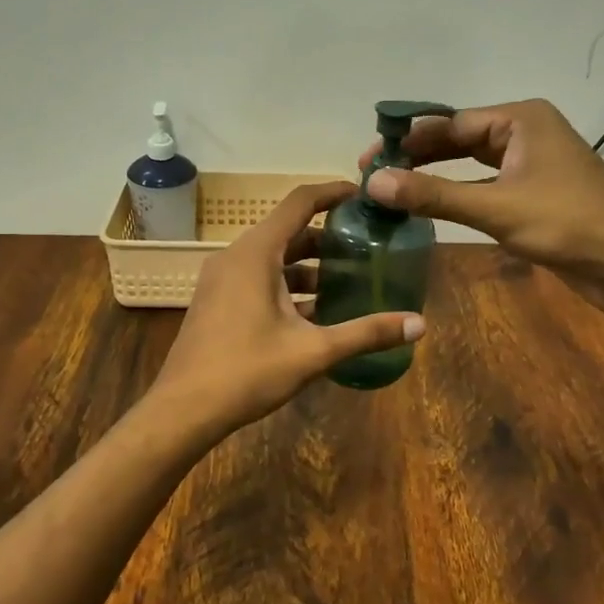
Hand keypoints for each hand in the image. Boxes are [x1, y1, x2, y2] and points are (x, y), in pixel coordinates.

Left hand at [149, 182, 424, 439]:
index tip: (364, 195)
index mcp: (256, 253)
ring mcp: (222, 279)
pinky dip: (287, 285)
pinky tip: (315, 312)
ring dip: (308, 266)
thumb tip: (420, 324)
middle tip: (367, 246)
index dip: (333, 192)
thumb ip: (366, 333)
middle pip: (288, 231)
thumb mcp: (313, 352)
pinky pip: (258, 278)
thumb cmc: (247, 372)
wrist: (183, 411)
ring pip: (273, 258)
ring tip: (349, 280)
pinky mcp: (217, 301)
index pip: (300, 202)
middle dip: (328, 237)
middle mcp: (236, 256)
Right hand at [359, 99, 603, 285]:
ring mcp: (532, 163)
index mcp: (520, 119)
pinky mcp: (535, 193)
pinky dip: (458, 194)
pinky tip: (430, 206)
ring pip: (471, 163)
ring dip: (436, 176)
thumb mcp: (496, 208)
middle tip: (374, 175)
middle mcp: (525, 132)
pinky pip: (486, 185)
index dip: (407, 140)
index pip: (450, 122)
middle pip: (459, 139)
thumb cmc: (568, 224)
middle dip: (418, 156)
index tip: (369, 159)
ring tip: (393, 190)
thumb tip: (375, 183)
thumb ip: (434, 195)